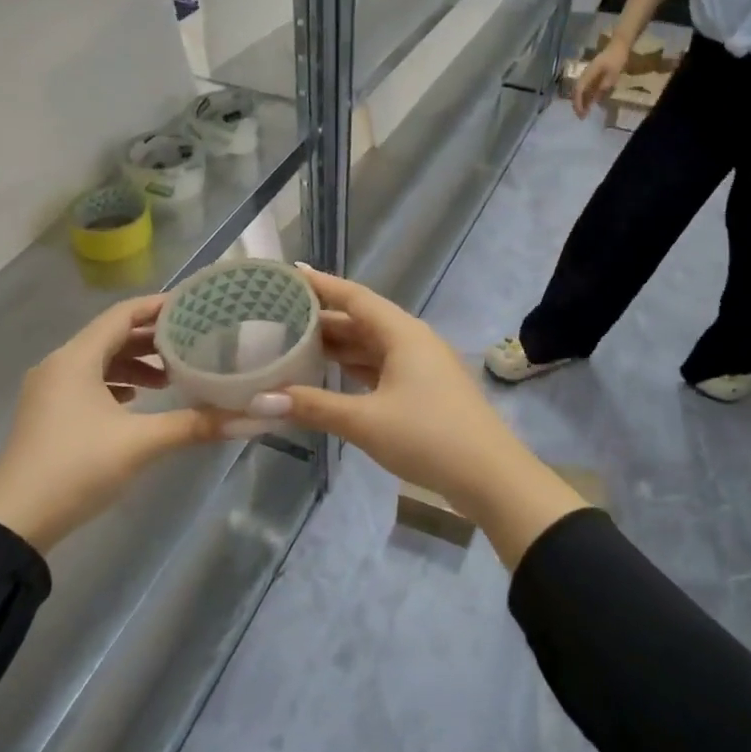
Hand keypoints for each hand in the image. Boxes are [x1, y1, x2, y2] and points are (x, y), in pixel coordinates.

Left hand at [0, 296, 223, 551]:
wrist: (14, 523)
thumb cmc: (77, 468)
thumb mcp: (140, 443)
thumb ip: (193, 425)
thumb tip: (247, 418)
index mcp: (76, 359)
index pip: (122, 315)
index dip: (157, 307)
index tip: (193, 306)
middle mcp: (58, 365)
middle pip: (110, 336)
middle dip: (151, 339)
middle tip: (192, 343)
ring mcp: (48, 391)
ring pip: (98, 362)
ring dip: (134, 364)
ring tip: (171, 377)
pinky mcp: (47, 415)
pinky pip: (86, 383)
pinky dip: (115, 384)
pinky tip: (136, 401)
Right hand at [249, 267, 589, 567]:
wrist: (490, 476)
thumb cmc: (428, 437)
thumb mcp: (365, 421)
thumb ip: (313, 407)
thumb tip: (260, 400)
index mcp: (403, 333)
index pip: (354, 297)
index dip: (321, 284)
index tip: (288, 274)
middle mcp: (412, 341)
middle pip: (361, 320)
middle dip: (321, 319)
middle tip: (277, 317)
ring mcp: (421, 367)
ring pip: (370, 346)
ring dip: (336, 346)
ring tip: (293, 344)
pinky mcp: (424, 391)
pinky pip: (380, 368)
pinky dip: (353, 369)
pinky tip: (329, 376)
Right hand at [572, 39, 629, 119]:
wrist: (619, 45)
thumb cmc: (617, 58)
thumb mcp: (613, 74)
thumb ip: (604, 87)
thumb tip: (595, 99)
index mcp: (588, 74)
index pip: (579, 90)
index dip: (579, 103)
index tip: (581, 113)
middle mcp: (585, 74)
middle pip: (577, 92)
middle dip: (578, 104)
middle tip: (581, 116)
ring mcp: (588, 74)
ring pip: (581, 90)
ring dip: (582, 101)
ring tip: (585, 112)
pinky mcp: (592, 74)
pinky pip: (586, 87)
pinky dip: (587, 96)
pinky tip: (591, 102)